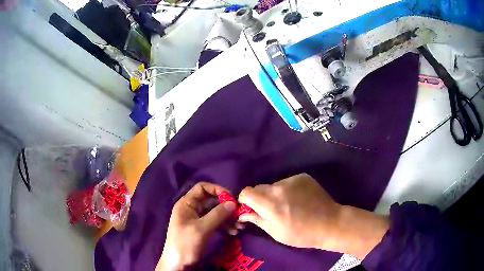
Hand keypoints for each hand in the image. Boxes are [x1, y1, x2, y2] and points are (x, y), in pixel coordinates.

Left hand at [156, 182, 236, 270]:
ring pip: (215, 213)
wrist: (178, 263)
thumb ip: (217, 215)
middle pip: (211, 201)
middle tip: (240, 214)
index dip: (217, 189)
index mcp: (186, 204)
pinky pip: (216, 223)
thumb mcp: (201, 229)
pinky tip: (234, 232)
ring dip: (228, 218)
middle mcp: (192, 209)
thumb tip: (233, 203)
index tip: (231, 198)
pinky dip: (225, 226)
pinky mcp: (202, 230)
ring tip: (240, 226)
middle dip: (226, 207)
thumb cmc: (185, 243)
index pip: (202, 188)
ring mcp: (197, 220)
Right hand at [237, 173, 340, 248]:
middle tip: (270, 211)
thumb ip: (257, 219)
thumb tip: (243, 213)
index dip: (245, 201)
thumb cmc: (301, 234)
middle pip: (259, 188)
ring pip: (274, 185)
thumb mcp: (275, 232)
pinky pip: (287, 182)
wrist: (330, 223)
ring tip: (287, 206)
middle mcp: (279, 187)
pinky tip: (298, 200)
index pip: (246, 192)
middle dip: (259, 198)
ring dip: (274, 194)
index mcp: (270, 203)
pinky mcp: (303, 177)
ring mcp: (292, 180)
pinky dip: (287, 190)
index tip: (251, 209)